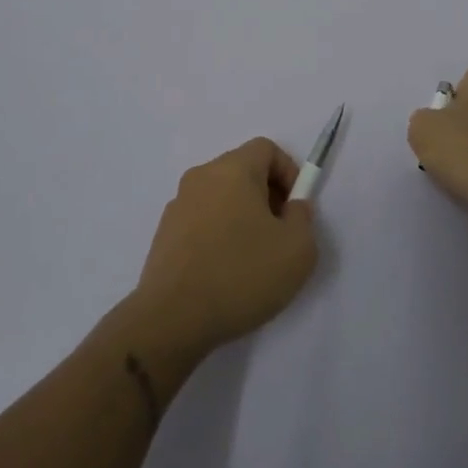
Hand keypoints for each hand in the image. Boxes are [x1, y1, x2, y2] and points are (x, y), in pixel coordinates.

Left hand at [133, 138, 319, 358]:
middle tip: (279, 234)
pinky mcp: (164, 233)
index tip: (295, 208)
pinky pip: (201, 220)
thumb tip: (291, 208)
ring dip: (241, 216)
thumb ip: (303, 218)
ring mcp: (178, 205)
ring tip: (252, 258)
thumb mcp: (297, 250)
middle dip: (266, 195)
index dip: (288, 172)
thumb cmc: (241, 275)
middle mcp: (201, 177)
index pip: (265, 148)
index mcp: (233, 169)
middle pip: (242, 170)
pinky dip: (218, 234)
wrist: (172, 319)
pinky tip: (225, 272)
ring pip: (221, 197)